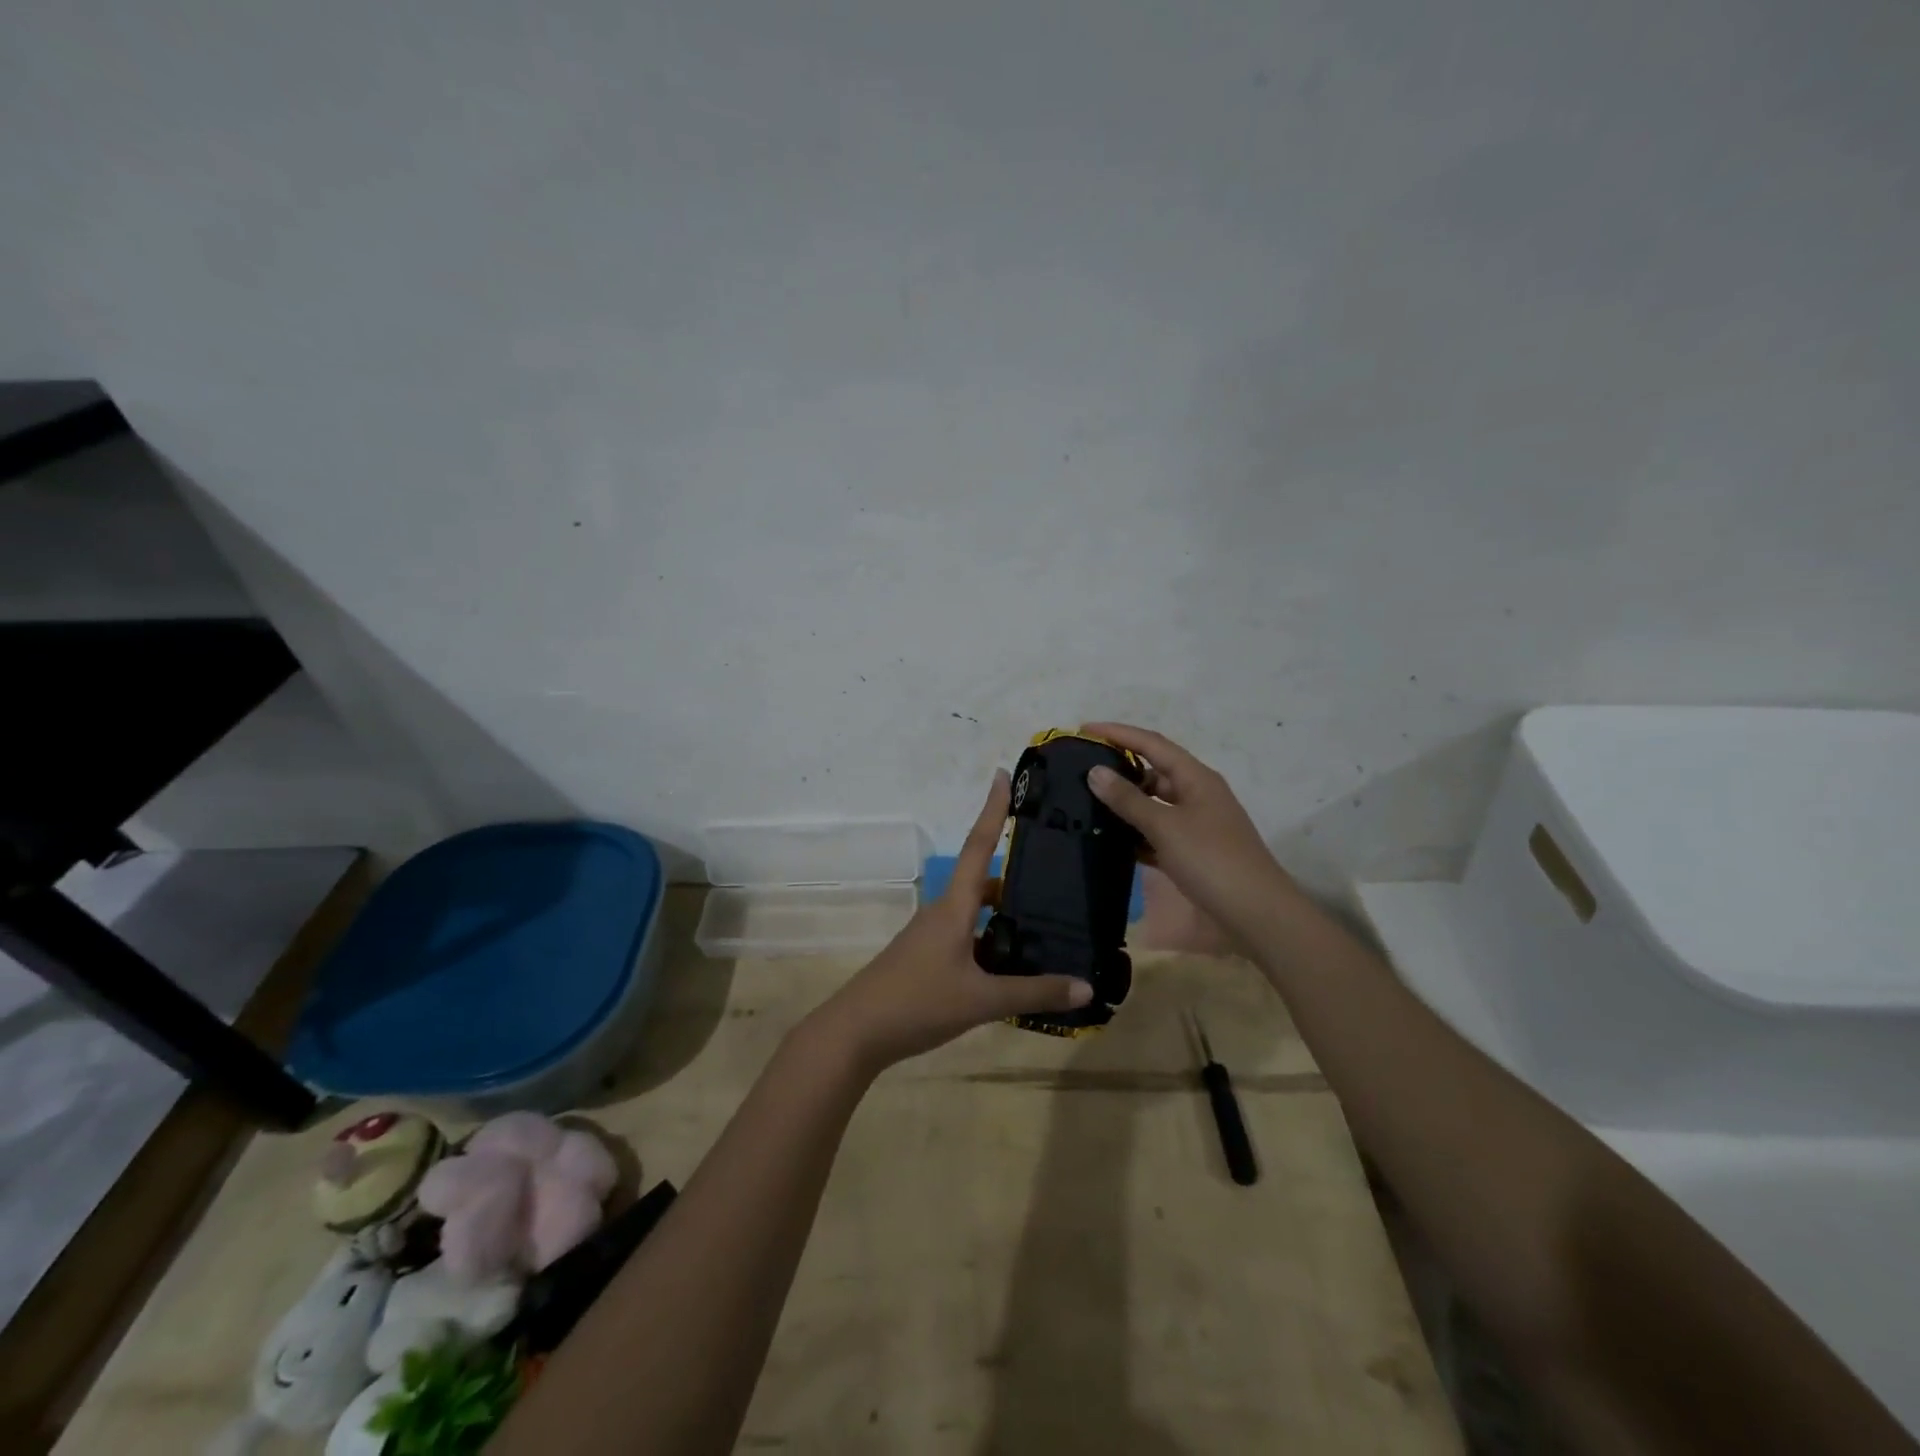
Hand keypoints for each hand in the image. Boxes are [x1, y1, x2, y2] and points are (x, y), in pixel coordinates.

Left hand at [809, 770, 1091, 1073]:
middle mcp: (942, 912)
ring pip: (974, 911)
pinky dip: (991, 937)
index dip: (991, 810)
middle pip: (982, 880)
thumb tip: (1085, 986)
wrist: (856, 1032)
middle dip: (1014, 873)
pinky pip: (966, 935)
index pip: (978, 847)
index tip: (1000, 775)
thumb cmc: (917, 1003)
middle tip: (1054, 872)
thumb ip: (1033, 993)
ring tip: (1045, 920)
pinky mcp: (926, 958)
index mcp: (954, 907)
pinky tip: (1012, 962)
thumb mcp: (981, 1001)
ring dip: (1004, 909)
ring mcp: (930, 935)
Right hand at [1082, 722, 1296, 944]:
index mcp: (1196, 778)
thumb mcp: (1165, 826)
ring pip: (1153, 804)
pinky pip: (1157, 832)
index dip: (1118, 733)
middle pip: (1153, 771)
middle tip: (1080, 771)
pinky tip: (1109, 839)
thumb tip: (1095, 772)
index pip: (1152, 743)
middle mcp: (1197, 794)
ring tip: (1086, 803)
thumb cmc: (1211, 860)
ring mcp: (1196, 824)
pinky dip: (1135, 833)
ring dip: (1124, 803)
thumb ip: (1128, 799)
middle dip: (1119, 768)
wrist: (1255, 914)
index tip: (1084, 729)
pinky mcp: (1192, 851)